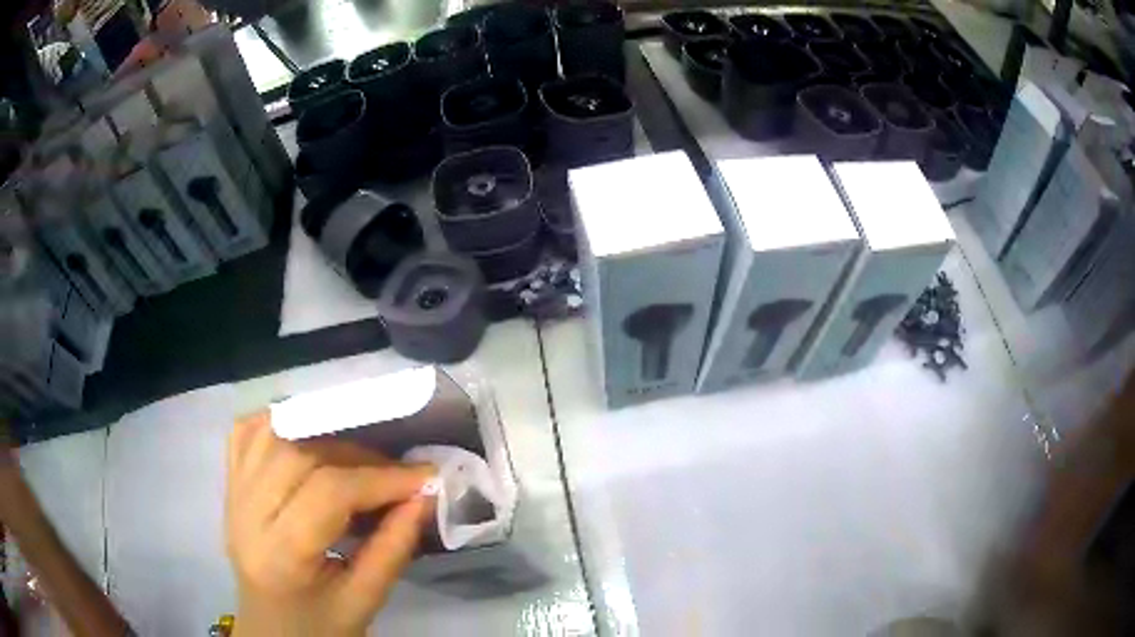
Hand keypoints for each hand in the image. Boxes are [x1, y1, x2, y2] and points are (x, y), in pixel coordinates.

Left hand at [227, 412, 433, 636]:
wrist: (273, 632)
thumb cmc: (320, 626)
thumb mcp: (365, 601)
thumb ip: (393, 548)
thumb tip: (424, 496)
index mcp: (280, 556)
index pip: (328, 493)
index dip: (381, 478)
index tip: (424, 477)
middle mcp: (245, 515)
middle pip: (298, 454)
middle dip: (356, 455)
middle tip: (393, 474)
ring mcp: (232, 495)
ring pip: (271, 433)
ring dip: (320, 432)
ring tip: (355, 457)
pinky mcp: (229, 486)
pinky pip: (245, 432)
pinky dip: (278, 421)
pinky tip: (305, 433)